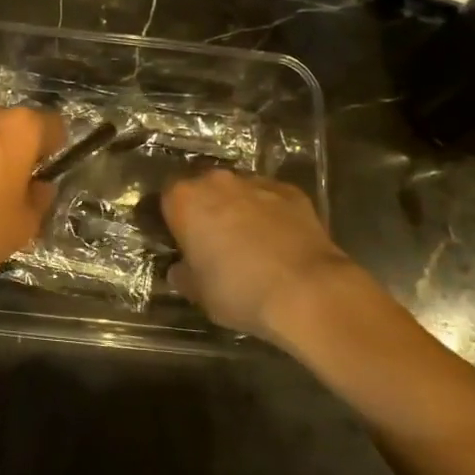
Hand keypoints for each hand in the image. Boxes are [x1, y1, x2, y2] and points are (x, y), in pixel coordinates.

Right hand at [162, 170, 360, 341]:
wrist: (307, 291)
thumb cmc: (239, 291)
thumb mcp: (199, 293)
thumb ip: (184, 274)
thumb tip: (180, 269)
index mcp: (185, 200)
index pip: (167, 198)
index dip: (172, 219)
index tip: (179, 240)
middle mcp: (217, 181)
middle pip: (203, 188)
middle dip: (205, 209)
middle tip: (212, 241)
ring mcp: (256, 182)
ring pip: (238, 191)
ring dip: (238, 209)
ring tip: (249, 242)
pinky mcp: (291, 191)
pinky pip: (270, 198)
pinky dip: (270, 213)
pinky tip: (279, 240)